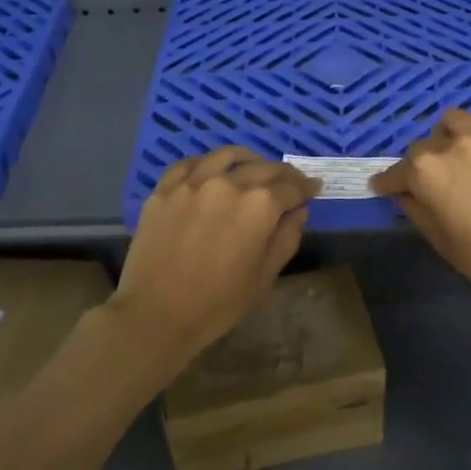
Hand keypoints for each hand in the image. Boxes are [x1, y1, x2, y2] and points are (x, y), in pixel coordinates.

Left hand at [110, 147, 320, 365]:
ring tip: (254, 165)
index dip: (306, 188)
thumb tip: (299, 211)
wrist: (156, 313)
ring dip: (248, 159)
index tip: (314, 188)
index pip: (291, 188)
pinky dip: (207, 162)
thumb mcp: (265, 276)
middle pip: (263, 168)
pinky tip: (211, 169)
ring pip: (226, 156)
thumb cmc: (218, 303)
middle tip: (291, 181)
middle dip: (283, 174)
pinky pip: (189, 164)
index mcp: (260, 205)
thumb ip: (287, 238)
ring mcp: (193, 183)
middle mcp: (229, 183)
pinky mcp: (165, 190)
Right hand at [372, 110, 470, 313]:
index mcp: (427, 170)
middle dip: (424, 162)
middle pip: (427, 143)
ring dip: (453, 138)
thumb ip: (416, 208)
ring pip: (459, 122)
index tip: (388, 188)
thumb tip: (406, 193)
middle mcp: (455, 143)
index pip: (397, 171)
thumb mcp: (439, 240)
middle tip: (437, 181)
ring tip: (465, 159)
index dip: (389, 182)